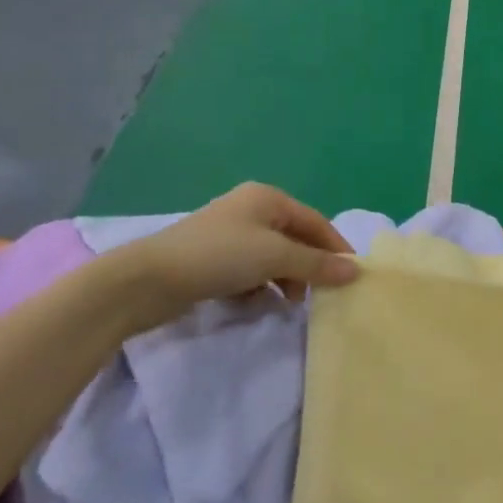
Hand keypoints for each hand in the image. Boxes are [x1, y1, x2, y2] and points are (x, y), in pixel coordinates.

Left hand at [107, 183, 359, 333]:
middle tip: (320, 294)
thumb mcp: (275, 257)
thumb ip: (317, 264)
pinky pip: (249, 271)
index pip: (315, 221)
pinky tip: (259, 304)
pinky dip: (260, 286)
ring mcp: (229, 235)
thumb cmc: (219, 256)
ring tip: (290, 303)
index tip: (351, 275)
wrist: (146, 280)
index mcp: (268, 198)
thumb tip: (356, 271)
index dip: (335, 247)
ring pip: (272, 257)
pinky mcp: (211, 260)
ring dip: (285, 279)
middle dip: (309, 266)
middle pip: (294, 239)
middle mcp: (251, 210)